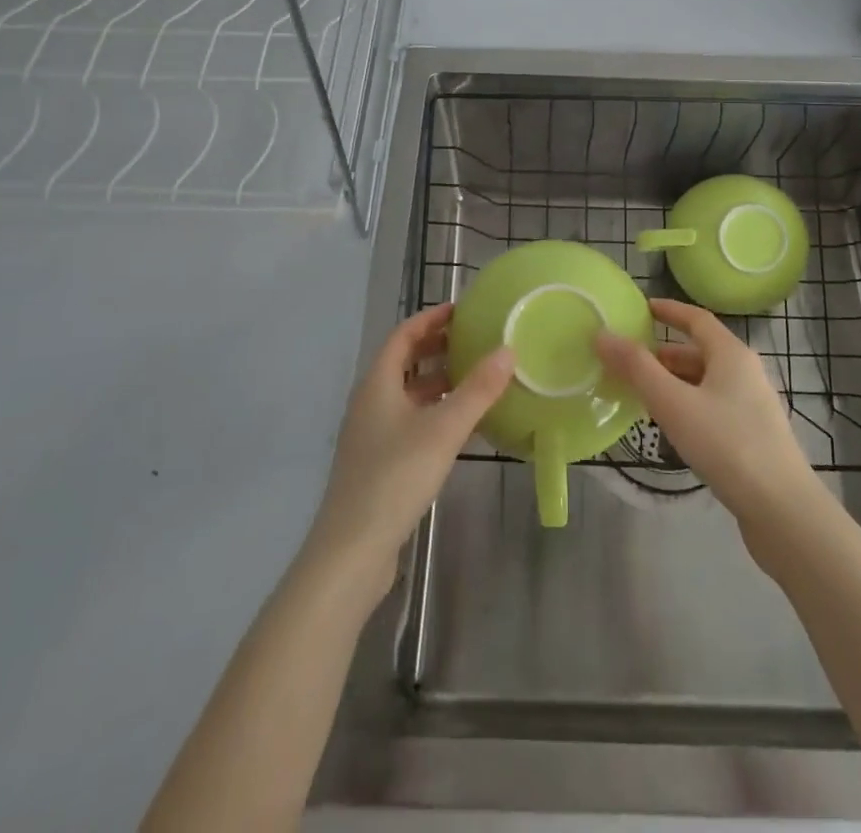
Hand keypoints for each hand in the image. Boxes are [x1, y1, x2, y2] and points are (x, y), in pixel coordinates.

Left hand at [307, 303, 514, 591]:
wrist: (352, 551)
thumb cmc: (395, 477)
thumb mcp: (443, 429)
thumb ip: (477, 390)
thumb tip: (508, 350)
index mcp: (377, 383)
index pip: (403, 335)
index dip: (430, 319)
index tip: (462, 310)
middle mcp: (371, 402)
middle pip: (404, 362)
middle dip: (437, 347)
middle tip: (475, 340)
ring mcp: (373, 434)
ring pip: (409, 394)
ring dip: (439, 381)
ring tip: (476, 377)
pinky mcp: (379, 463)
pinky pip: (411, 421)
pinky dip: (436, 412)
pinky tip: (462, 425)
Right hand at [596, 299, 820, 539]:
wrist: (783, 511)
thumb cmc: (727, 444)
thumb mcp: (673, 403)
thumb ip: (636, 368)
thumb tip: (602, 334)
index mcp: (732, 354)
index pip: (696, 318)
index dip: (668, 311)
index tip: (640, 309)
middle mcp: (746, 372)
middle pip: (699, 352)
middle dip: (663, 355)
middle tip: (627, 362)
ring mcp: (752, 405)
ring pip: (705, 382)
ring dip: (673, 383)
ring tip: (640, 396)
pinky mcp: (753, 436)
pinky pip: (712, 406)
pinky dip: (687, 405)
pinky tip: (670, 428)